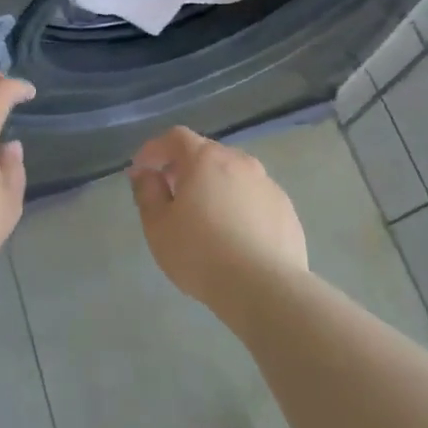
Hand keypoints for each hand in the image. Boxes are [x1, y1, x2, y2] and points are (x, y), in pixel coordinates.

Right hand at [128, 127, 308, 312]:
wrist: (265, 289)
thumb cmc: (200, 253)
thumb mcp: (158, 225)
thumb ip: (147, 192)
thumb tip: (145, 174)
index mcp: (205, 159)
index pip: (175, 138)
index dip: (154, 149)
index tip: (141, 170)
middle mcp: (240, 162)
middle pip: (206, 153)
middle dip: (183, 167)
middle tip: (169, 193)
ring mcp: (268, 185)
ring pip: (233, 175)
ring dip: (213, 186)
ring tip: (203, 217)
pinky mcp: (286, 210)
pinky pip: (253, 198)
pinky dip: (237, 206)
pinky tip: (233, 235)